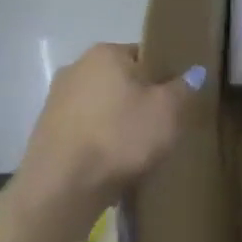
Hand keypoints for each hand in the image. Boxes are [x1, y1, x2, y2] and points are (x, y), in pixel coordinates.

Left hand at [17, 45, 204, 212]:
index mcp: (105, 53)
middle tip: (162, 124)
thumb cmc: (120, 136)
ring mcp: (56, 101)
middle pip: (122, 80)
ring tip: (138, 148)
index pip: (146, 55)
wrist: (62, 187)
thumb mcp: (168, 110)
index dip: (165, 77)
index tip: (176, 100)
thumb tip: (195, 72)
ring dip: (119, 121)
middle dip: (140, 99)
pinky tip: (113, 162)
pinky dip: (100, 140)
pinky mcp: (45, 133)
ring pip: (103, 106)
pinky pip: (86, 129)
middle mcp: (76, 68)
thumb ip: (185, 87)